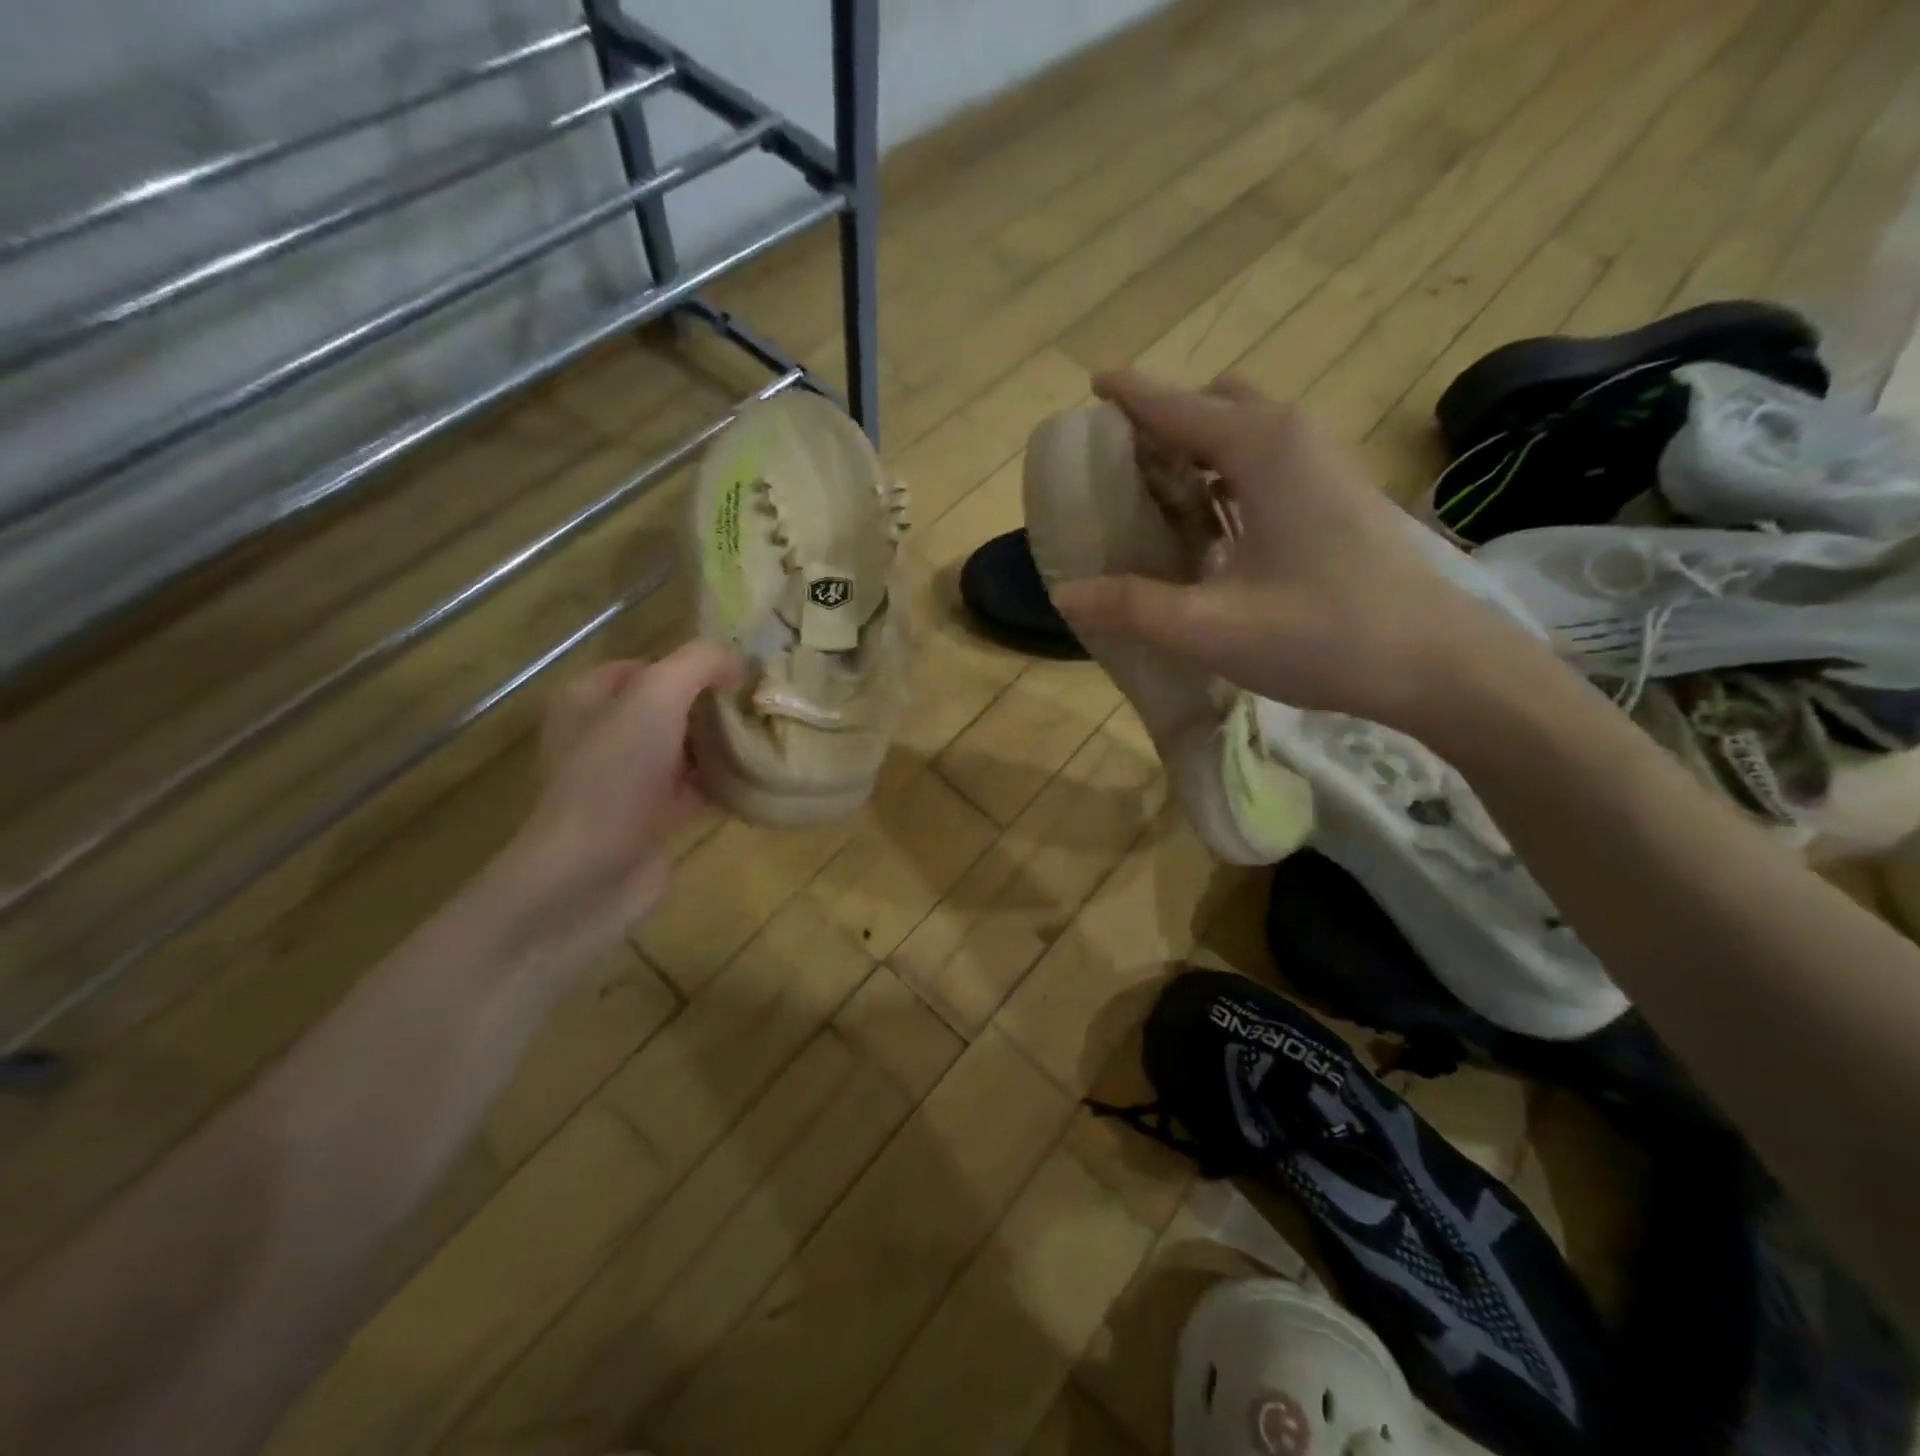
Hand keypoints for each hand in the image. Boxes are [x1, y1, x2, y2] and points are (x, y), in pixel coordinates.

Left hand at [490, 642, 743, 975]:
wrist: (589, 874)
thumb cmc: (615, 775)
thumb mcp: (656, 698)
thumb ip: (699, 664)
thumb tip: (739, 662)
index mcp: (589, 698)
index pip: (649, 665)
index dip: (694, 665)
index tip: (742, 674)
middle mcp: (603, 735)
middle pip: (671, 707)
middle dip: (714, 705)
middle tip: (762, 706)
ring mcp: (626, 780)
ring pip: (685, 749)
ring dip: (722, 745)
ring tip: (769, 737)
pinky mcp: (650, 818)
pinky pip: (694, 789)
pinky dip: (722, 783)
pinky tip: (758, 779)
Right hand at [1051, 371, 1525, 735]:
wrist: (1439, 664)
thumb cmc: (1326, 635)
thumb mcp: (1213, 627)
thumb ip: (1134, 607)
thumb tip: (1065, 596)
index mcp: (1259, 448)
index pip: (1174, 403)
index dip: (1126, 395)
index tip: (1087, 391)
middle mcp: (1292, 437)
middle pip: (1213, 403)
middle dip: (1163, 422)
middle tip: (1119, 467)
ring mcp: (1322, 464)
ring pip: (1243, 432)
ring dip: (1196, 451)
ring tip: (1151, 498)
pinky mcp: (1335, 496)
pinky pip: (1265, 463)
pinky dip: (1225, 477)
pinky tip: (1207, 531)